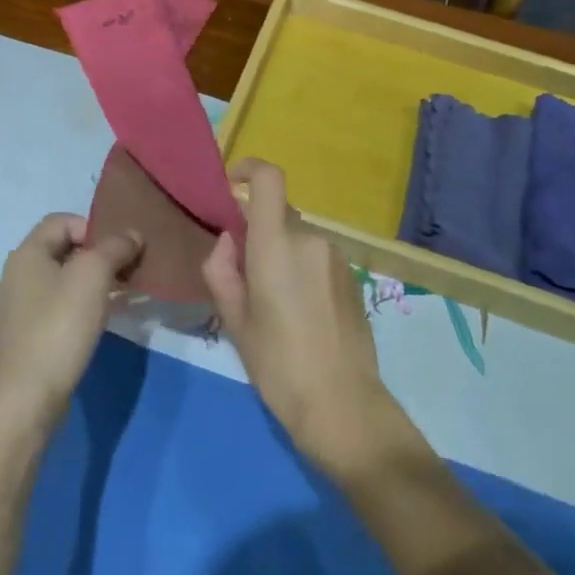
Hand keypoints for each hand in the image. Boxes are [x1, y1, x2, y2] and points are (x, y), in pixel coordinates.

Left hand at [0, 215, 141, 427]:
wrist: (31, 393)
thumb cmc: (61, 324)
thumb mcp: (94, 274)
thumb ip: (115, 247)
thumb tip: (131, 235)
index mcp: (26, 253)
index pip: (62, 221)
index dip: (93, 227)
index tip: (117, 251)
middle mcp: (17, 274)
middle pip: (63, 249)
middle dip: (97, 254)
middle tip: (125, 271)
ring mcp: (20, 307)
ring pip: (62, 279)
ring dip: (92, 281)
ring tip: (119, 294)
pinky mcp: (27, 334)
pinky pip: (58, 305)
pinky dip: (81, 304)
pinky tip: (100, 319)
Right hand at [202, 160, 408, 476]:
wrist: (342, 404)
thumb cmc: (278, 364)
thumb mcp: (234, 320)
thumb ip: (222, 269)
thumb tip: (227, 241)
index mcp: (276, 244)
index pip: (269, 179)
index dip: (248, 170)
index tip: (230, 186)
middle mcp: (311, 239)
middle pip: (279, 214)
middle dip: (257, 231)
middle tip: (242, 275)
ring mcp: (337, 257)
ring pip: (298, 238)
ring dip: (281, 253)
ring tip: (272, 302)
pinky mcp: (353, 277)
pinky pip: (317, 257)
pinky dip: (302, 269)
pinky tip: (299, 313)